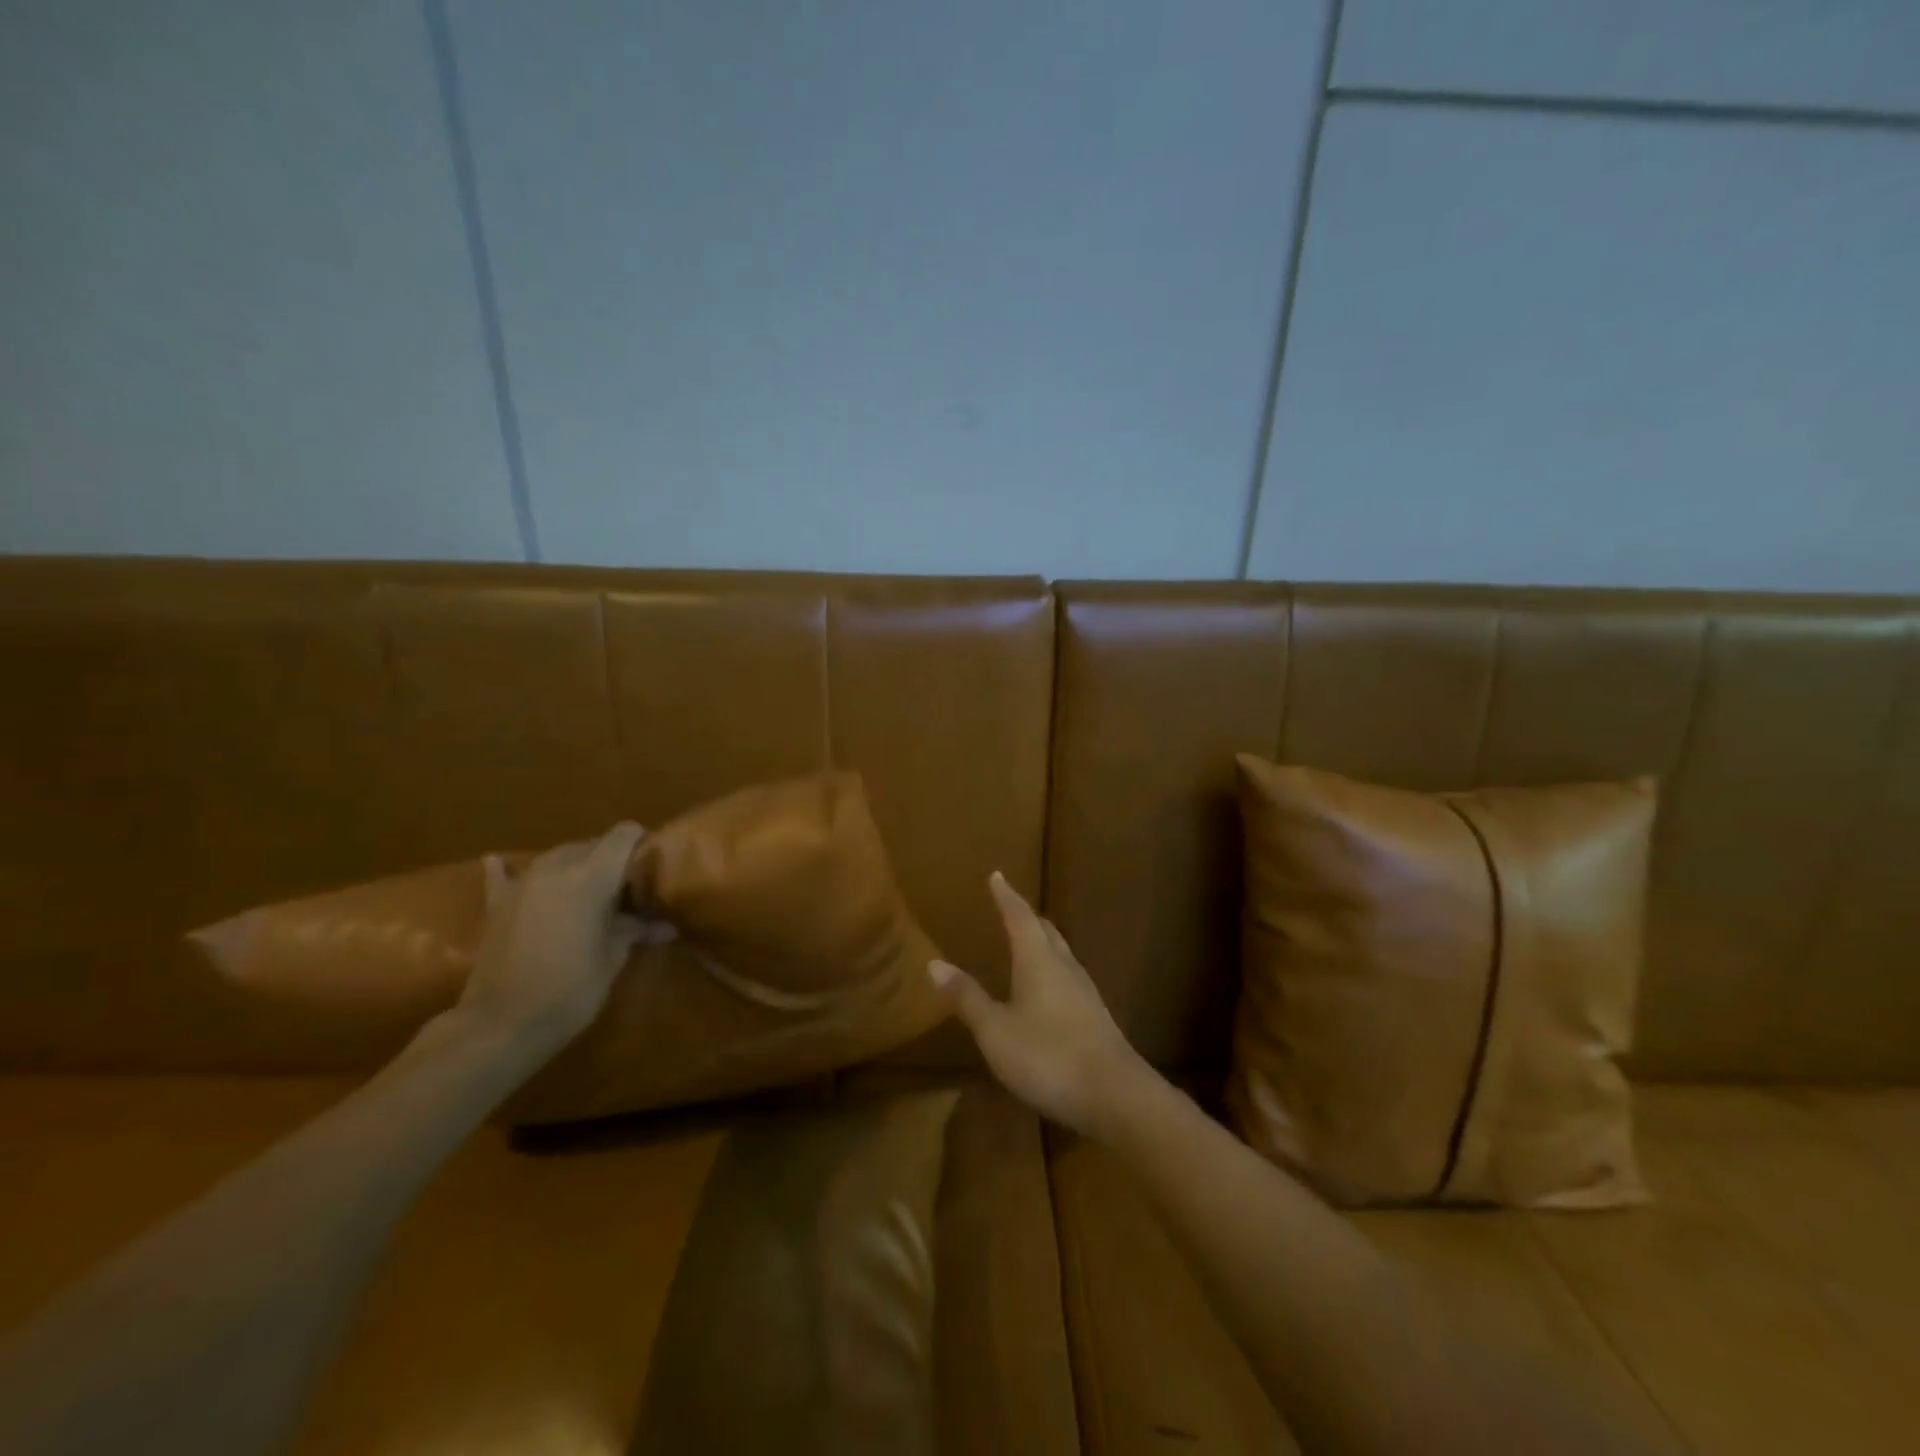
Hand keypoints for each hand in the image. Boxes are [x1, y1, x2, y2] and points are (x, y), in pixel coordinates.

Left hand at [458, 822, 646, 1050]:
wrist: (499, 1026)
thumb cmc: (569, 990)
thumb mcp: (613, 959)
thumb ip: (636, 930)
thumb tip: (667, 924)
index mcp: (592, 875)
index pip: (624, 834)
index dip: (642, 843)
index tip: (654, 867)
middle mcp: (556, 866)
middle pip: (592, 844)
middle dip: (611, 860)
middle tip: (627, 891)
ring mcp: (522, 882)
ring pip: (558, 856)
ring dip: (576, 868)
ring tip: (588, 895)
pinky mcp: (497, 903)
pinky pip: (505, 875)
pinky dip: (510, 871)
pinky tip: (501, 864)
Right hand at [930, 872, 1147, 1137]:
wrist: (1116, 1095)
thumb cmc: (1048, 1056)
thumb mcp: (996, 1031)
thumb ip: (967, 997)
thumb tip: (933, 963)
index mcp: (1038, 960)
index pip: (1019, 916)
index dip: (1005, 895)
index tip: (996, 875)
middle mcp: (1064, 966)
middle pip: (1045, 930)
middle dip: (1025, 917)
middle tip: (1009, 908)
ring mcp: (1085, 991)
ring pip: (1060, 952)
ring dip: (1041, 941)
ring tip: (1025, 943)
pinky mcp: (1095, 1015)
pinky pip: (1068, 976)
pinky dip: (1051, 968)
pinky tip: (1046, 989)